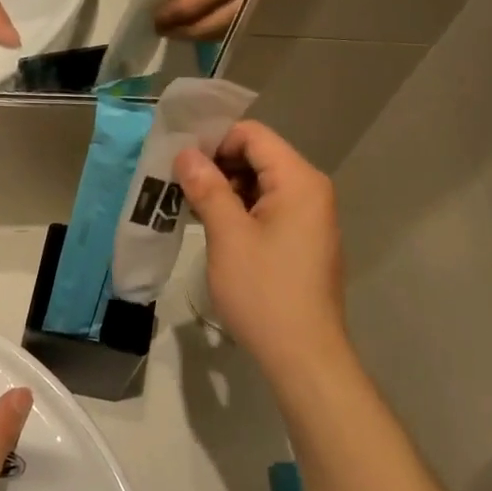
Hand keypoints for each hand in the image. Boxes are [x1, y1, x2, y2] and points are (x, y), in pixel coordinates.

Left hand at [150, 0, 266, 38]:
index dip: (192, 5)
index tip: (161, 16)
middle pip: (236, 6)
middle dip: (198, 26)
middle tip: (164, 29)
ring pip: (238, 13)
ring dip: (204, 29)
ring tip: (171, 30)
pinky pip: (234, 6)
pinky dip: (210, 21)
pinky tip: (185, 24)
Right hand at [176, 121, 347, 380]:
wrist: (303, 355)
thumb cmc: (264, 291)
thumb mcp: (228, 236)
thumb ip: (207, 188)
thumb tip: (186, 154)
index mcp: (299, 180)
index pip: (253, 135)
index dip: (215, 141)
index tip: (181, 163)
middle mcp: (311, 190)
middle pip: (260, 157)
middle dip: (218, 166)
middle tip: (180, 187)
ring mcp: (311, 217)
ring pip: (263, 184)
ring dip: (227, 190)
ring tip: (192, 208)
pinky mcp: (305, 241)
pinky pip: (271, 209)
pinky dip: (243, 211)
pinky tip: (216, 229)